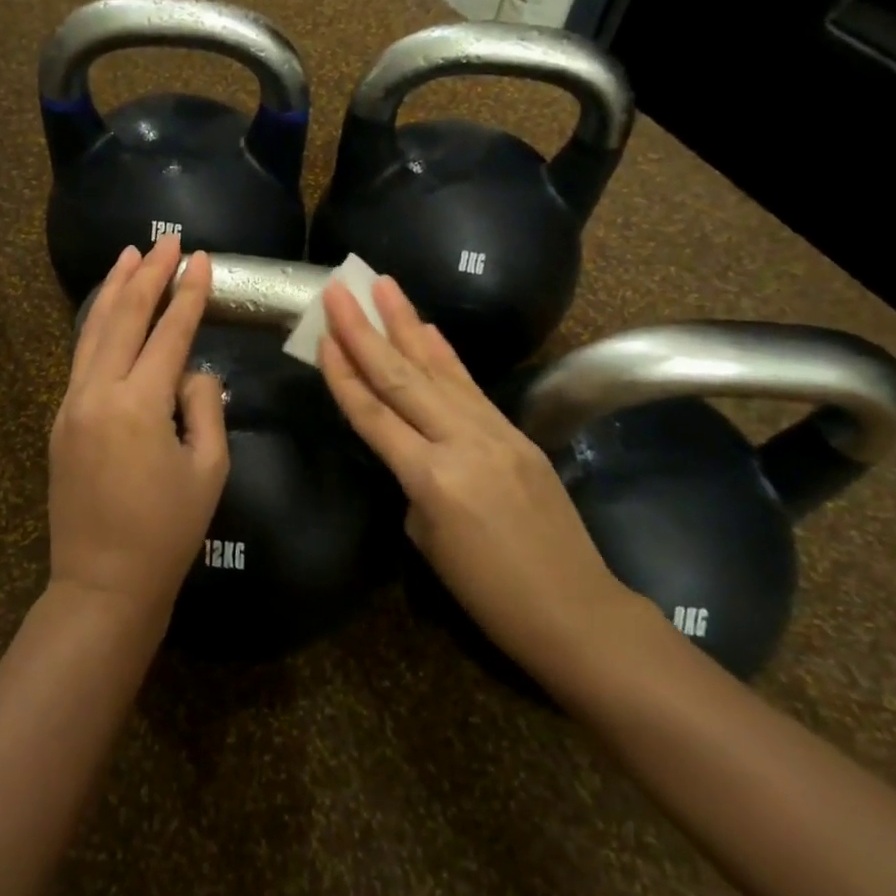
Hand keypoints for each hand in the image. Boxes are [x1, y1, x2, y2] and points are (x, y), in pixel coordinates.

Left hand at [47, 235, 229, 624]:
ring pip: (93, 332)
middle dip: (148, 276)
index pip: (169, 333)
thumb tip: (191, 373)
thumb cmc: (167, 533)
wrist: (103, 584)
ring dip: (114, 290)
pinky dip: (96, 325)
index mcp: (139, 405)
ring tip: (130, 256)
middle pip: (124, 318)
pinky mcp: (61, 421)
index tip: (202, 259)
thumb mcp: (207, 469)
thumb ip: (204, 406)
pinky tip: (107, 310)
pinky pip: (81, 359)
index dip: (188, 294)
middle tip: (167, 241)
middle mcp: (98, 393)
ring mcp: (72, 405)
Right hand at [318, 277, 634, 668]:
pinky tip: (428, 328)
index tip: (321, 336)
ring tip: (383, 285)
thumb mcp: (428, 540)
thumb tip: (413, 448)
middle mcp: (461, 443)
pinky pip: (470, 386)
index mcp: (431, 479)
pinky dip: (445, 354)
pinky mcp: (516, 432)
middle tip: (340, 290)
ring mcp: (494, 432)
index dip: (344, 374)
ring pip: (438, 369)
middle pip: (401, 378)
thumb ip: (413, 482)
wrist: (574, 609)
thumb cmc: (489, 594)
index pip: (374, 415)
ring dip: (406, 323)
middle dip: (365, 330)